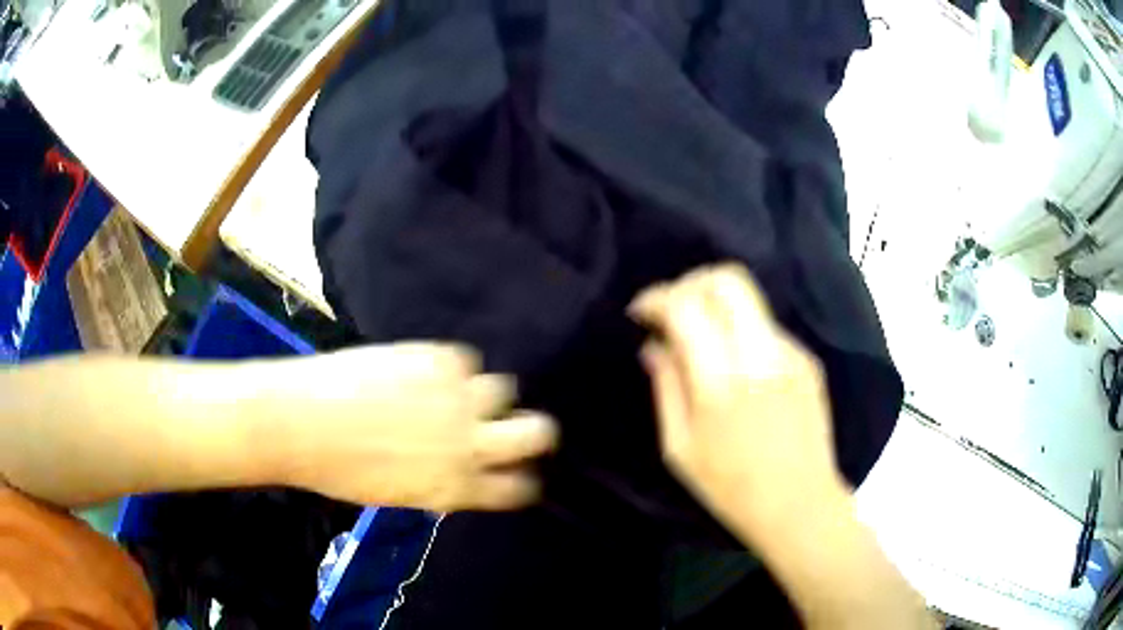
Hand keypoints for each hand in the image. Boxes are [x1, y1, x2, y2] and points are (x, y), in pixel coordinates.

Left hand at [264, 344, 557, 511]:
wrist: (302, 421)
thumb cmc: (340, 469)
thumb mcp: (398, 493)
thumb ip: (440, 485)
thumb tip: (458, 471)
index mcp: (458, 486)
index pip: (519, 488)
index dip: (523, 479)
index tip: (516, 470)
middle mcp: (468, 443)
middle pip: (537, 433)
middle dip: (534, 433)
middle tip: (515, 426)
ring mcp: (456, 397)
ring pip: (504, 389)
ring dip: (485, 395)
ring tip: (458, 392)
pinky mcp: (438, 359)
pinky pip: (465, 360)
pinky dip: (451, 368)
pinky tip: (425, 371)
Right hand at [629, 264, 847, 543]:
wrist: (800, 505)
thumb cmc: (731, 489)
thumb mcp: (680, 448)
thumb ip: (666, 388)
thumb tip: (653, 345)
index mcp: (721, 383)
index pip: (686, 307)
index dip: (656, 298)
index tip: (640, 313)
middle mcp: (760, 355)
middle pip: (727, 280)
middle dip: (690, 282)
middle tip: (671, 308)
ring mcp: (790, 353)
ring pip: (749, 300)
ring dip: (716, 306)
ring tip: (700, 338)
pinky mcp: (807, 360)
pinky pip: (765, 328)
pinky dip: (740, 331)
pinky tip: (735, 365)